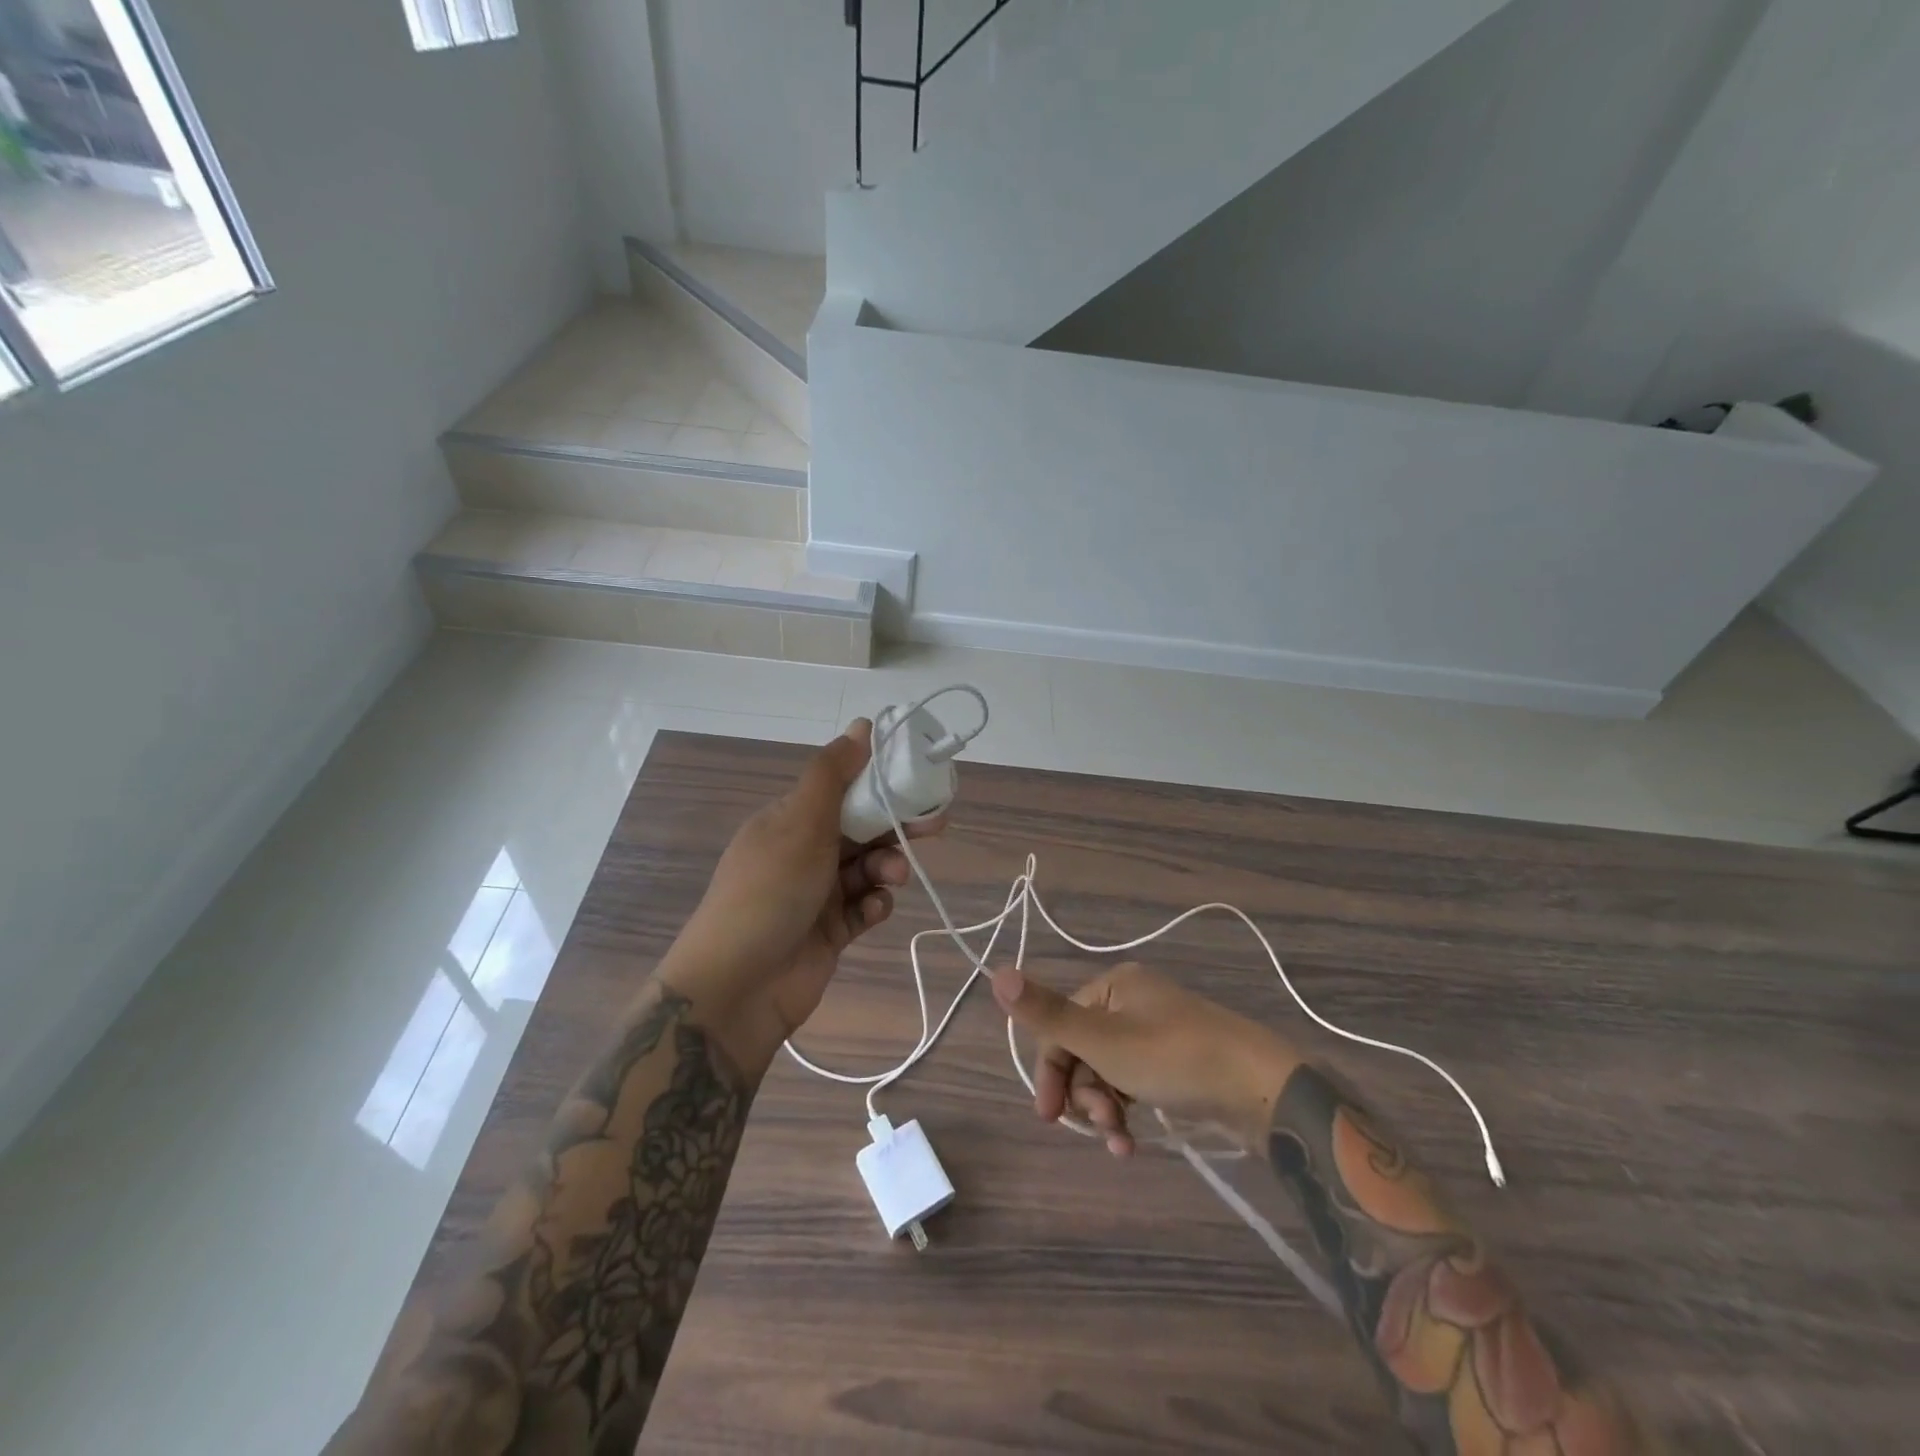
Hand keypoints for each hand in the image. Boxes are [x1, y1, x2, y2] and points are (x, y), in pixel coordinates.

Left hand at [662, 720, 945, 1077]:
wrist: (738, 986)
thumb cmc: (770, 890)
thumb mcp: (800, 821)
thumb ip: (833, 773)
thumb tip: (862, 725)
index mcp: (789, 819)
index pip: (842, 789)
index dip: (879, 782)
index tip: (916, 778)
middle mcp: (802, 852)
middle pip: (861, 828)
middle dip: (895, 826)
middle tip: (934, 823)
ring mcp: (815, 894)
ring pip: (866, 868)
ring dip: (886, 868)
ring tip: (891, 878)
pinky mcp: (829, 932)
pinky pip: (863, 908)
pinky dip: (874, 905)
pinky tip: (873, 910)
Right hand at [991, 962, 1301, 1155]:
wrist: (1263, 1088)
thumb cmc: (1175, 1058)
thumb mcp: (1103, 1041)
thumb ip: (1047, 1014)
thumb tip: (996, 972)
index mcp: (1115, 986)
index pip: (1061, 1026)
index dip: (1050, 1070)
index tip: (1048, 1117)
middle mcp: (1134, 1001)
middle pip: (1085, 1050)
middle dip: (1084, 1095)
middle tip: (1100, 1129)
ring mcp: (1159, 1031)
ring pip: (1109, 1071)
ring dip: (1106, 1109)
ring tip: (1122, 1143)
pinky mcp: (1179, 1060)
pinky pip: (1136, 1081)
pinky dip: (1129, 1109)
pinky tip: (1136, 1140)